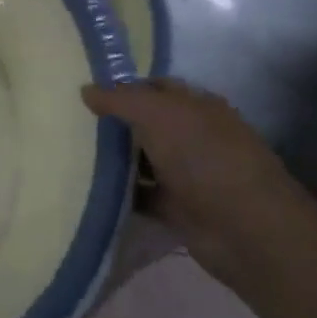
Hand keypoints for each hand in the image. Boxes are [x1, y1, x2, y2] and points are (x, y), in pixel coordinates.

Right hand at [83, 78, 306, 276]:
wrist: (246, 230)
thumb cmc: (204, 157)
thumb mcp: (156, 114)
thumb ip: (119, 99)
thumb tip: (85, 90)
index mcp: (197, 106)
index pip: (155, 87)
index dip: (123, 87)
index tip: (86, 93)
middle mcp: (194, 136)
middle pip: (146, 124)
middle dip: (114, 124)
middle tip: (70, 122)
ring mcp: (188, 174)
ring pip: (143, 160)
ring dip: (114, 160)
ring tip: (71, 154)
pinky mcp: (179, 209)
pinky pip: (142, 195)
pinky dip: (121, 194)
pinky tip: (89, 189)